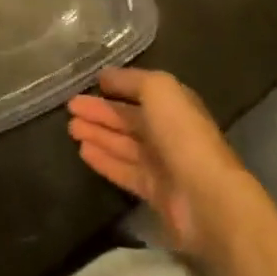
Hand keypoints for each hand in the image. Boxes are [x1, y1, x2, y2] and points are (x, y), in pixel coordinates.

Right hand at [68, 67, 273, 275]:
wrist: (206, 198)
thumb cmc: (182, 135)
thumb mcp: (159, 89)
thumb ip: (132, 80)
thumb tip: (106, 77)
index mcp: (174, 104)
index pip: (140, 92)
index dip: (115, 87)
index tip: (88, 84)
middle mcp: (168, 132)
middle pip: (129, 119)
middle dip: (100, 112)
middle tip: (70, 107)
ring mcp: (162, 164)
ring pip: (123, 144)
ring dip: (98, 134)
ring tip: (71, 128)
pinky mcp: (155, 193)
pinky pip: (124, 170)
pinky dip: (104, 159)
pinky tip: (83, 152)